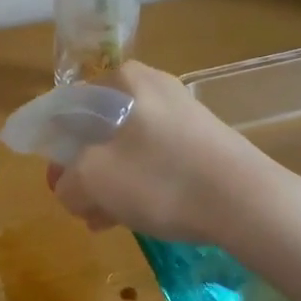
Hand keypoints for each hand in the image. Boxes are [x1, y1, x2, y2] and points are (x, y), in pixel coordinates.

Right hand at [49, 61, 268, 244]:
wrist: (247, 202)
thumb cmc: (159, 178)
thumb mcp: (93, 180)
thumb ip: (67, 183)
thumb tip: (70, 189)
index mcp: (123, 80)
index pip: (69, 107)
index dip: (53, 147)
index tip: (55, 182)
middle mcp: (153, 87)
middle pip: (99, 129)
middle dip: (84, 170)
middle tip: (80, 206)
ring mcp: (182, 114)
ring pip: (127, 148)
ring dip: (109, 183)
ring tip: (103, 221)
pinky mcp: (203, 142)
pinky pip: (155, 160)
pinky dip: (139, 184)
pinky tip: (134, 217)